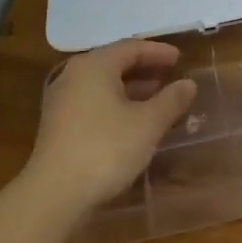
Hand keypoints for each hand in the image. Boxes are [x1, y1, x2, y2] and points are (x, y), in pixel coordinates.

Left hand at [20, 41, 197, 219]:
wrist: (54, 195)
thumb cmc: (105, 149)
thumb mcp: (148, 124)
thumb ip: (171, 100)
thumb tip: (188, 84)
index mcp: (95, 65)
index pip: (131, 47)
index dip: (158, 51)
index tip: (180, 59)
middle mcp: (74, 75)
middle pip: (115, 63)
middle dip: (145, 69)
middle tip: (170, 76)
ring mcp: (62, 100)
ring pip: (103, 84)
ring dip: (131, 89)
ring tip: (157, 99)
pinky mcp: (57, 125)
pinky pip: (93, 102)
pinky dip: (116, 104)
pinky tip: (131, 122)